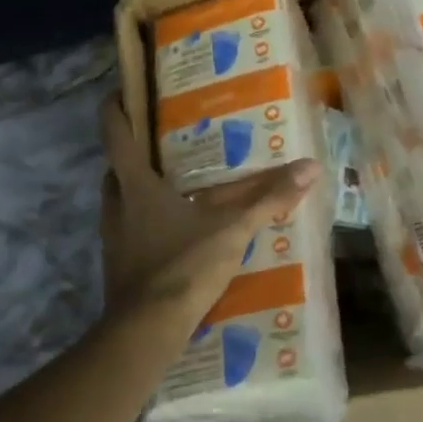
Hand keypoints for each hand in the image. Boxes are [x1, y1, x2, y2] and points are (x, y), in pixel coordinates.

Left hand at [98, 93, 320, 328]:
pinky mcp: (116, 265)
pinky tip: (172, 231)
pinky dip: (143, 222)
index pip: (115, 134)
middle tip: (161, 143)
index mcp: (136, 185)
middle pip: (115, 168)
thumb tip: (310, 168)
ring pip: (119, 200)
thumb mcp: (233, 229)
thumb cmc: (184, 265)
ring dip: (137, 189)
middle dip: (132, 153)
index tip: (121, 91)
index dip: (115, 109)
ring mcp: (112, 237)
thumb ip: (269, 199)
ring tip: (171, 185)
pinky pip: (127, 230)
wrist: (147, 330)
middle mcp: (116, 205)